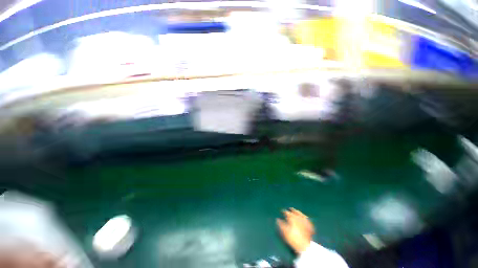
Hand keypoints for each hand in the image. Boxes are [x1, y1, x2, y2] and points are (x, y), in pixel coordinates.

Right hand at [277, 208, 314, 253]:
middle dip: (291, 210)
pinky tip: (303, 217)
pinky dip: (303, 217)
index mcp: (291, 217)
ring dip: (297, 212)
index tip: (282, 211)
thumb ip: (280, 224)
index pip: (286, 212)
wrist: (305, 246)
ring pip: (300, 213)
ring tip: (295, 211)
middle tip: (289, 209)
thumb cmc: (293, 238)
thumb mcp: (284, 232)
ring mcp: (305, 220)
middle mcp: (298, 217)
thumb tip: (277, 219)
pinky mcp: (310, 225)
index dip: (283, 211)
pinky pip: (306, 218)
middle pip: (294, 211)